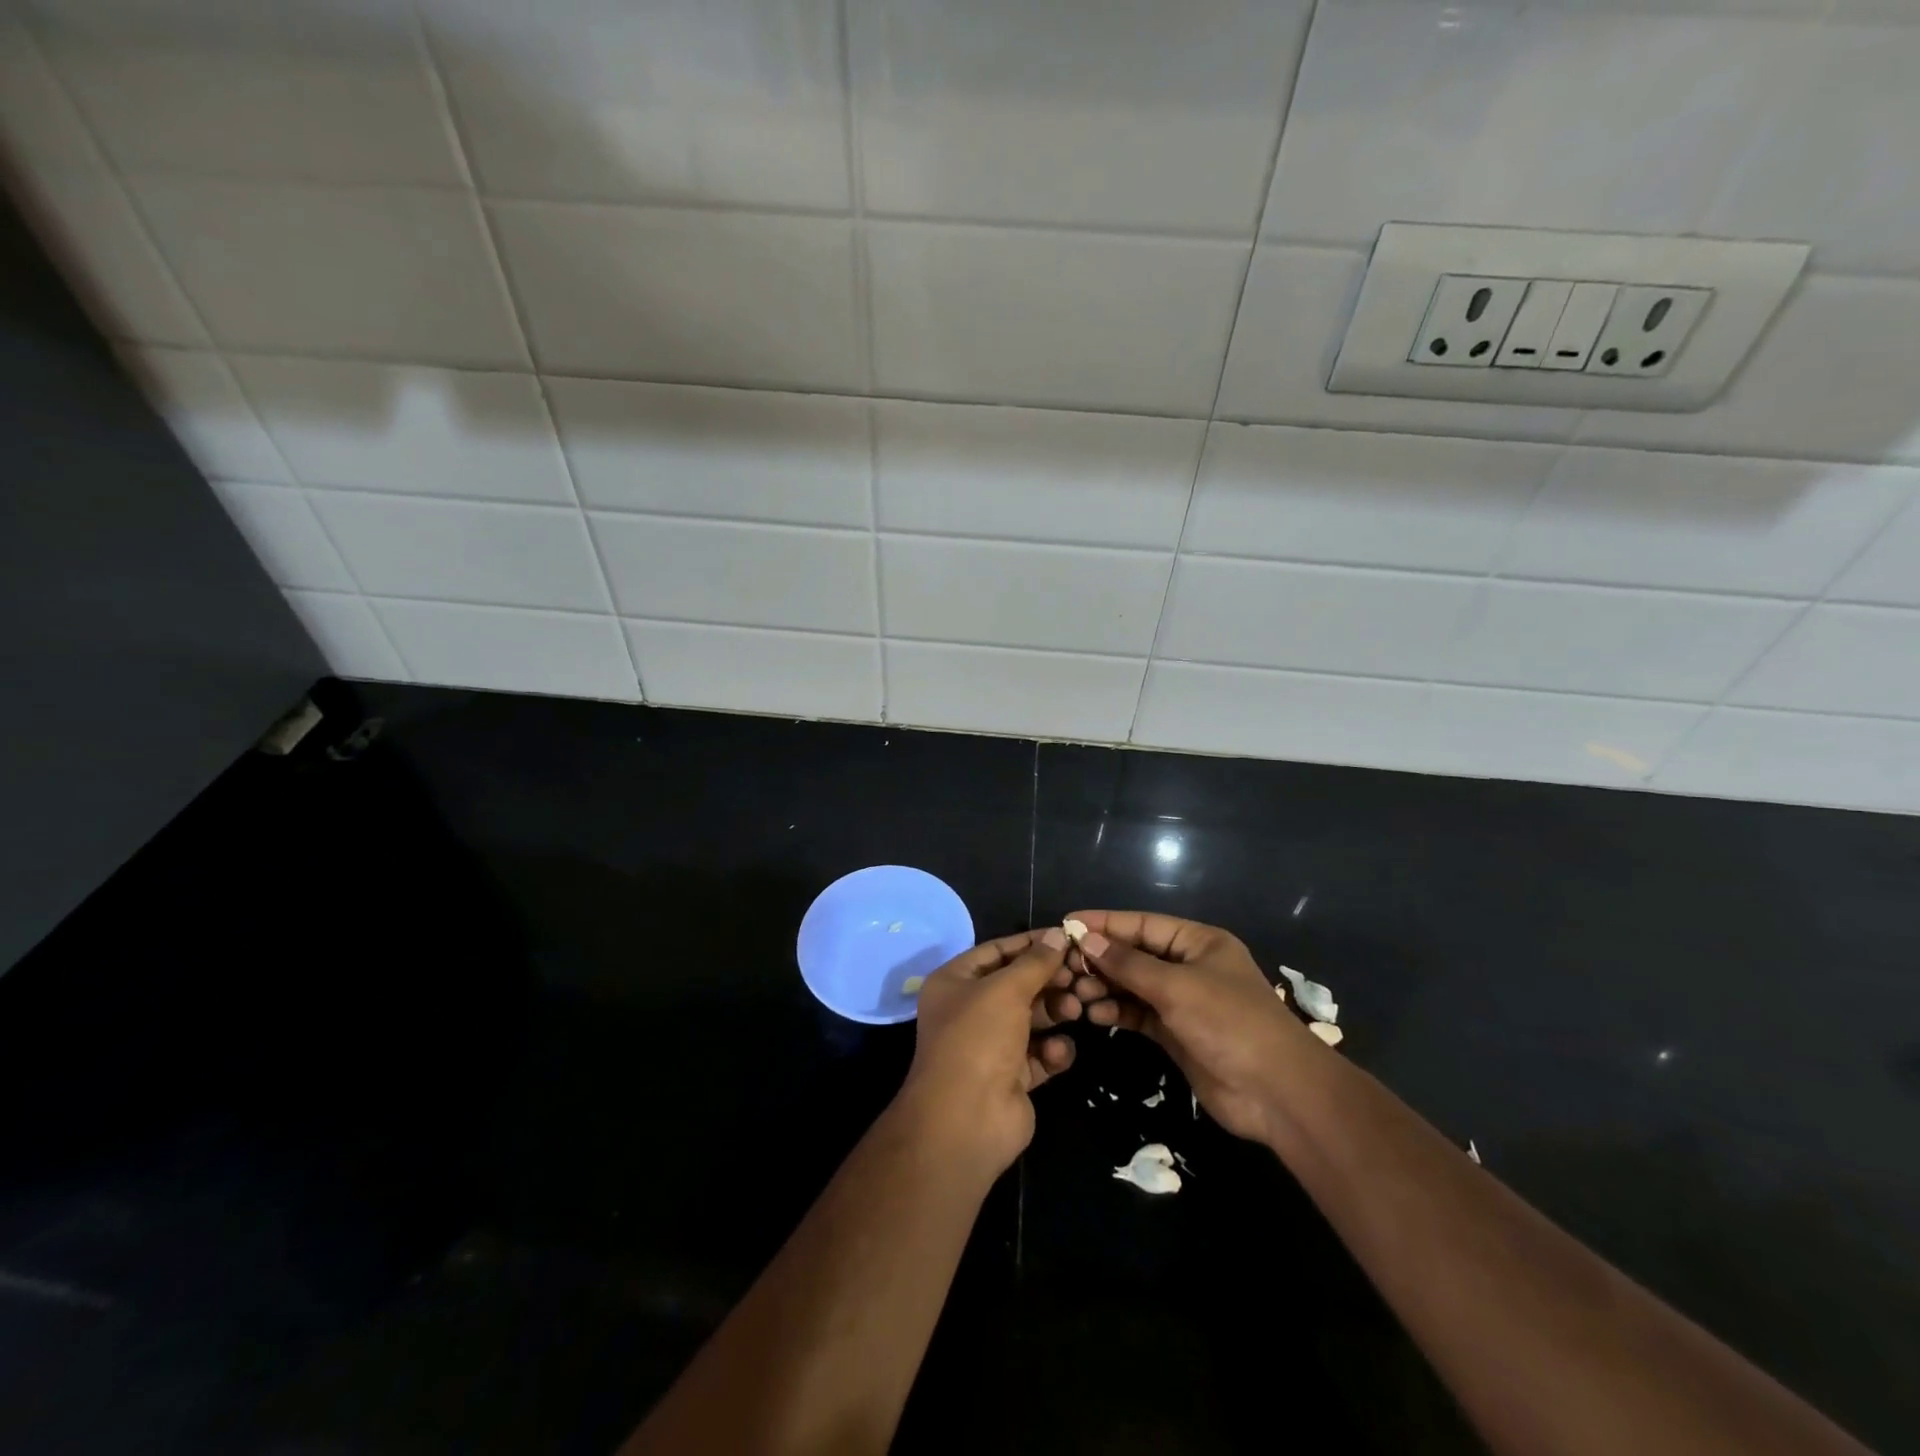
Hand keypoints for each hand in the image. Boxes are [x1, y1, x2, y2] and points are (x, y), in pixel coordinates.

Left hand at [896, 928, 1089, 1178]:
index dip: (1030, 943)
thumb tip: (1058, 934)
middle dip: (1048, 980)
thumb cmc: (978, 1038)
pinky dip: (1052, 1050)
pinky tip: (1058, 1052)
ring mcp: (990, 1046)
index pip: (997, 951)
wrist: (967, 1119)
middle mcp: (970, 1011)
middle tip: (1079, 977)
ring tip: (1075, 1010)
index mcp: (954, 982)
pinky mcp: (1011, 1077)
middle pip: (1017, 985)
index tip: (1067, 937)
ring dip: (1055, 1012)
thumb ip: (1036, 962)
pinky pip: (1039, 1054)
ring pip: (1031, 1019)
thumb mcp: (1006, 990)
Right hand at [1068, 910, 1319, 1146]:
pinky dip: (1117, 1012)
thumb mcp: (1176, 986)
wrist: (1276, 1093)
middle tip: (1064, 967)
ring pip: (1134, 986)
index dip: (1105, 922)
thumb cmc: (1229, 1022)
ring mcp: (1183, 1001)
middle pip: (1135, 954)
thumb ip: (1128, 964)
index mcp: (1198, 941)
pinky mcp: (1176, 1034)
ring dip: (1105, 987)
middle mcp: (1189, 966)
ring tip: (1076, 994)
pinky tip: (1094, 1014)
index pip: (1143, 924)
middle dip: (1101, 959)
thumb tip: (1086, 939)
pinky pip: (1138, 1014)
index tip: (1068, 922)